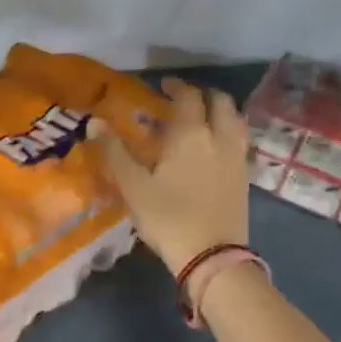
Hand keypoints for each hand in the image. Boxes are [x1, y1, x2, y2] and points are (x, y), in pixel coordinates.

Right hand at [93, 77, 248, 274]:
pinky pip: (240, 141)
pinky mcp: (245, 177)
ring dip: (220, 111)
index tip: (163, 85)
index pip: (188, 97)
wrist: (212, 255)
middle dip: (202, 95)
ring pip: (235, 120)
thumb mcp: (133, 186)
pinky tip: (214, 147)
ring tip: (203, 119)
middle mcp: (219, 137)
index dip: (176, 86)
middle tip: (183, 100)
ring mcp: (237, 157)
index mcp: (190, 134)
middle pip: (220, 102)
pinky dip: (228, 132)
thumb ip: (115, 152)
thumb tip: (95, 122)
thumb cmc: (168, 217)